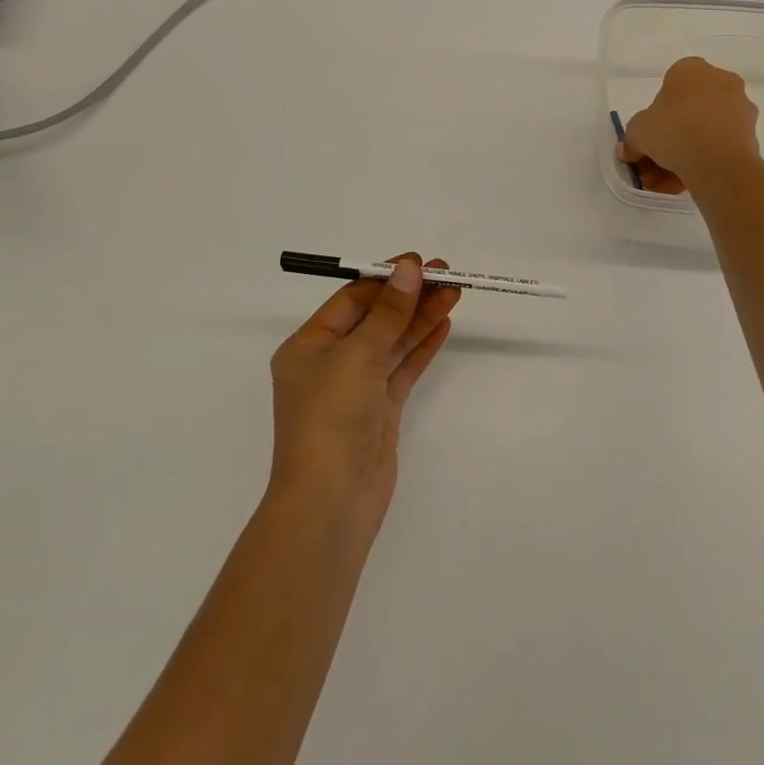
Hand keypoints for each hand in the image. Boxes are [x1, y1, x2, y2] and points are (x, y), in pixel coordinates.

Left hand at [268, 254, 461, 526]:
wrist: (332, 501)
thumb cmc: (331, 419)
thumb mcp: (357, 356)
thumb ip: (388, 312)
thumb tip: (409, 268)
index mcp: (308, 347)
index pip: (351, 301)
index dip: (386, 279)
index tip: (420, 264)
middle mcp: (330, 363)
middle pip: (376, 319)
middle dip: (409, 296)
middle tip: (447, 274)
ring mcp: (357, 388)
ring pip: (393, 342)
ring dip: (421, 317)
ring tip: (454, 292)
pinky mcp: (380, 409)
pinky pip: (403, 368)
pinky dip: (422, 346)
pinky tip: (443, 324)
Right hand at [618, 57, 762, 195]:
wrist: (717, 161)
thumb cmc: (673, 131)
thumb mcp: (638, 133)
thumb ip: (631, 140)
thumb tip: (627, 151)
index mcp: (691, 69)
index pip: (669, 87)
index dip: (655, 115)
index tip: (648, 137)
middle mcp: (721, 80)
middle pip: (688, 111)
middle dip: (669, 139)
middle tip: (654, 165)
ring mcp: (740, 107)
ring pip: (705, 131)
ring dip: (685, 154)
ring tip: (668, 182)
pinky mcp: (751, 134)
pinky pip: (720, 145)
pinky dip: (705, 161)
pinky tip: (688, 182)